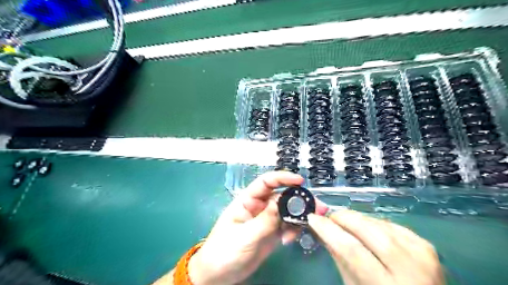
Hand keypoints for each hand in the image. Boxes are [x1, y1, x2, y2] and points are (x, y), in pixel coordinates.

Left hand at [190, 171, 320, 284]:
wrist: (218, 275)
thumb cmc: (224, 251)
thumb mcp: (244, 235)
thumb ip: (264, 220)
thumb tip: (282, 202)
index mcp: (248, 200)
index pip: (266, 182)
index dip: (283, 178)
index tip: (300, 181)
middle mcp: (259, 207)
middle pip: (281, 196)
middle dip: (298, 199)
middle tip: (316, 207)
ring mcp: (266, 220)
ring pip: (287, 211)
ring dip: (299, 216)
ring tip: (309, 224)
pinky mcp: (272, 233)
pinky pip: (287, 226)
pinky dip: (293, 229)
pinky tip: (289, 240)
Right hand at [307, 209, 443, 284]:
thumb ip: (340, 258)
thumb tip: (323, 230)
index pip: (352, 250)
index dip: (329, 230)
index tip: (313, 218)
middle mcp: (411, 270)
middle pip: (369, 231)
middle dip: (343, 218)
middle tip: (329, 217)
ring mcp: (423, 255)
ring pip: (380, 224)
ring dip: (357, 218)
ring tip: (344, 221)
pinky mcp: (427, 246)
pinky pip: (392, 225)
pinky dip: (374, 222)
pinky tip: (365, 226)